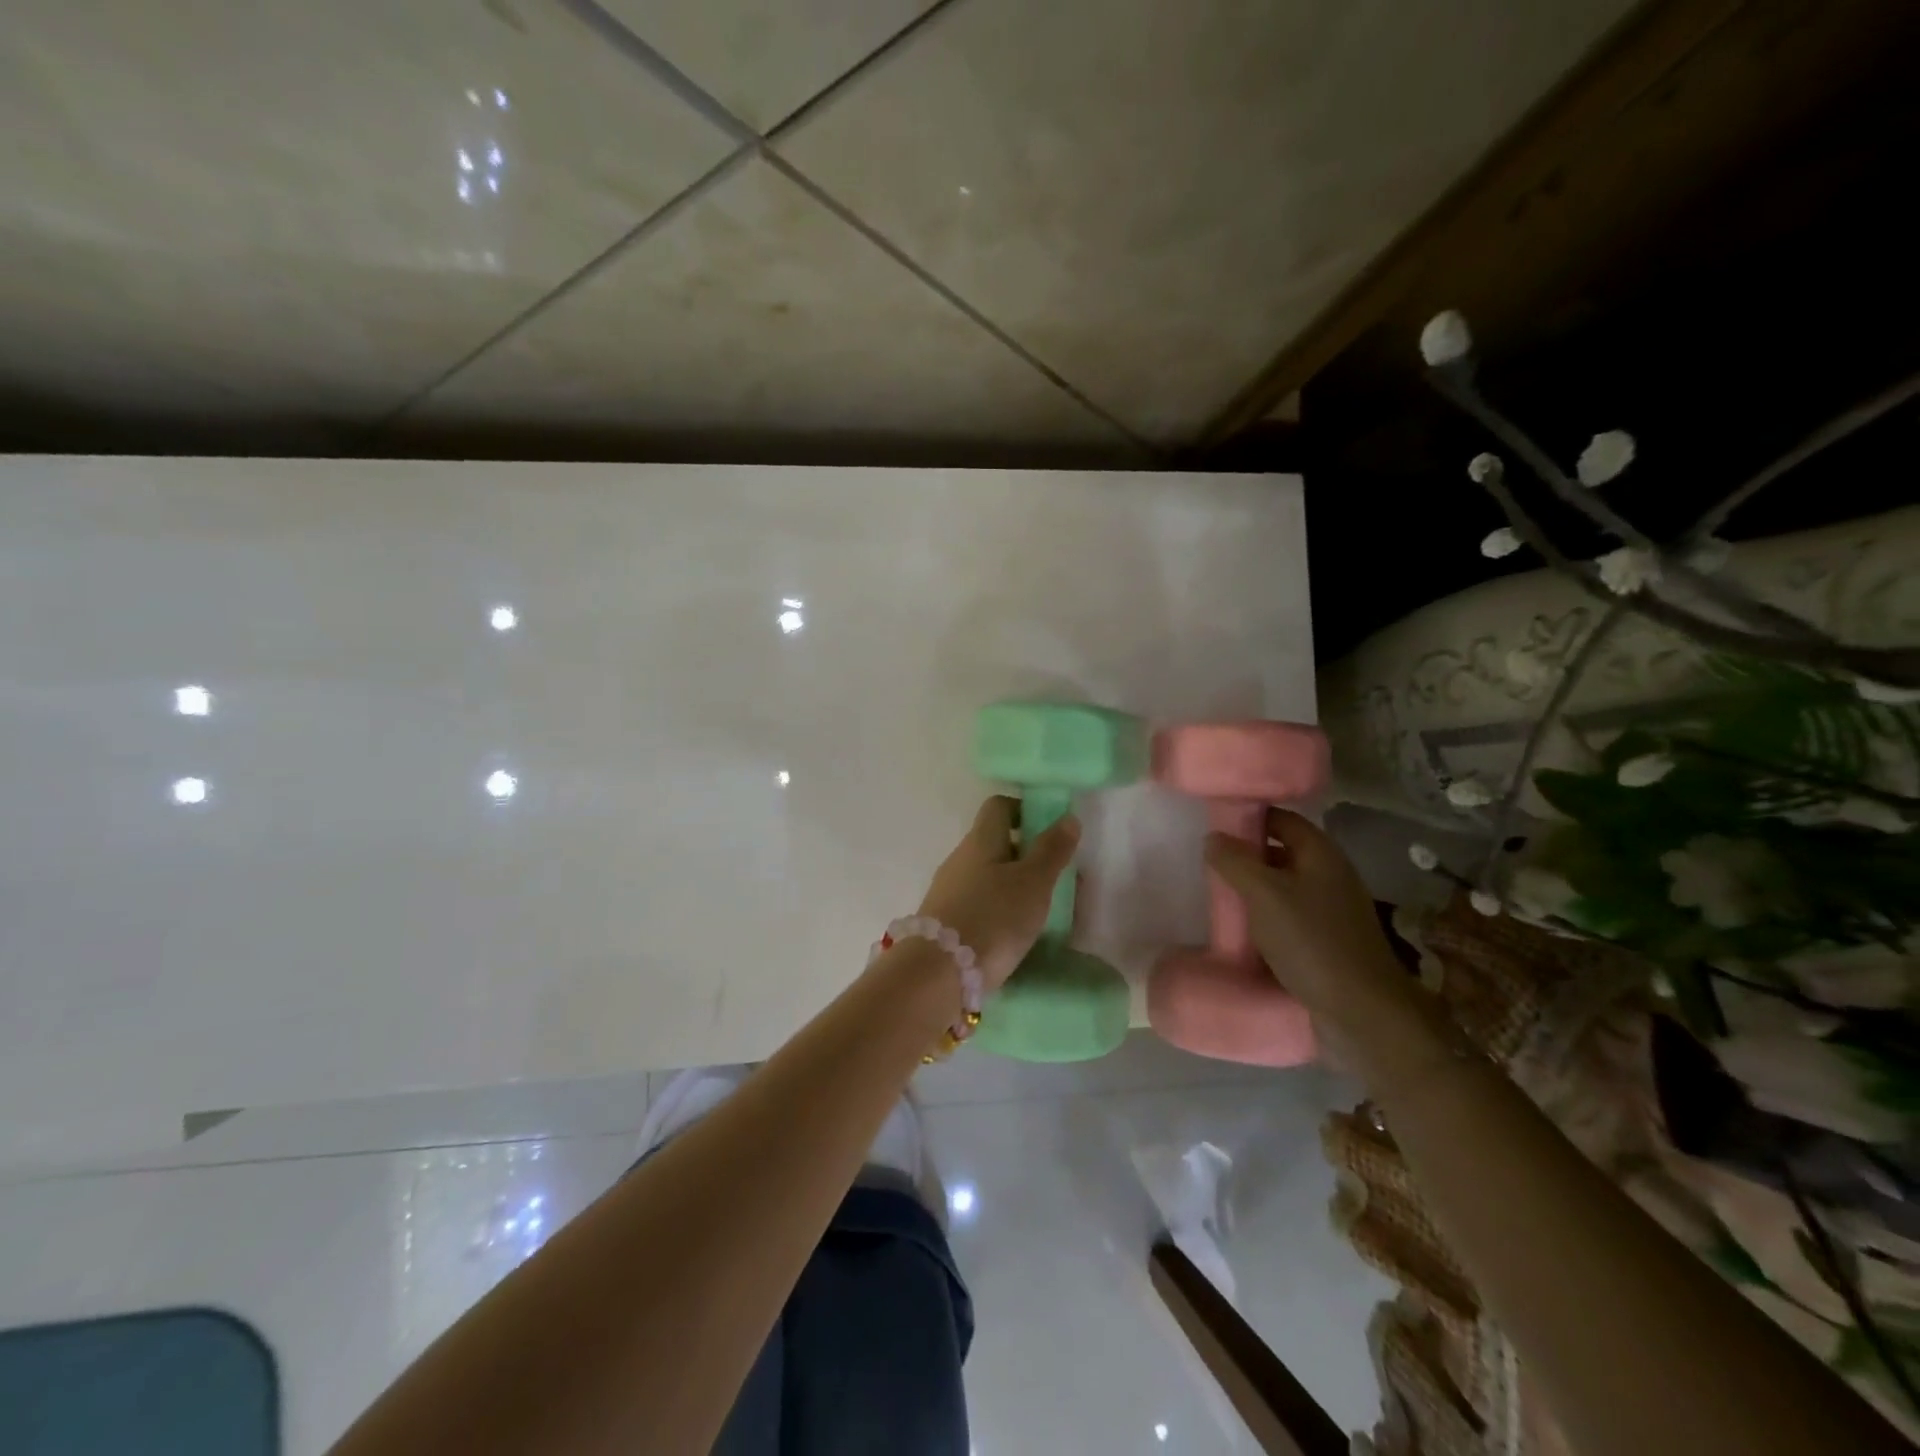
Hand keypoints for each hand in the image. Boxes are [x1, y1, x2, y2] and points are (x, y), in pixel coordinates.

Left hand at [915, 796, 1080, 991]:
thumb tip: (1068, 817)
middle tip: (1053, 876)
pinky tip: (1012, 932)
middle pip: (992, 842)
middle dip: (1023, 853)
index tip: (1048, 831)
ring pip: (984, 875)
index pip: (998, 806)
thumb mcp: (1034, 883)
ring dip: (1010, 884)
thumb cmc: (994, 918)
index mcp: (980, 840)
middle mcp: (959, 858)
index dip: (1023, 810)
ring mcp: (947, 890)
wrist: (939, 973)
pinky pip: (976, 903)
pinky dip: (996, 909)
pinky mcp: (944, 922)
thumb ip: (1051, 850)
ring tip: (1038, 909)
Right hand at [1204, 808, 1414, 1040]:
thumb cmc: (1311, 941)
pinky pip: (1289, 918)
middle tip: (1209, 864)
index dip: (1249, 817)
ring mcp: (1332, 911)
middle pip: (1282, 853)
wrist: (1360, 1012)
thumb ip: (1234, 861)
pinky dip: (1266, 919)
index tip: (1215, 825)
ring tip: (1219, 897)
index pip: (1281, 819)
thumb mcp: (1263, 894)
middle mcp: (1331, 876)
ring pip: (1284, 888)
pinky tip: (1243, 932)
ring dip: (1254, 891)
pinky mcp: (1327, 942)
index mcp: (1321, 854)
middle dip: (1247, 857)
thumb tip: (1213, 838)